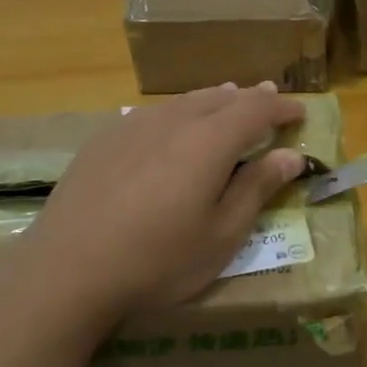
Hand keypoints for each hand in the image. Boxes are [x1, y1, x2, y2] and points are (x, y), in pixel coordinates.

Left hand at [19, 83, 306, 330]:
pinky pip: (154, 113)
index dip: (281, 107)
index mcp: (209, 141)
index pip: (256, 109)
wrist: (67, 269)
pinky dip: (178, 112)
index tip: (299, 112)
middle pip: (220, 98)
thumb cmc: (157, 260)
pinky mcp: (105, 139)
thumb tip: (291, 156)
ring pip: (185, 101)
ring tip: (228, 99)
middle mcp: (174, 121)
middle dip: (250, 98)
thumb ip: (256, 189)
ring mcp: (134, 126)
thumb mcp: (220, 236)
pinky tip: (172, 127)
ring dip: (214, 100)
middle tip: (268, 98)